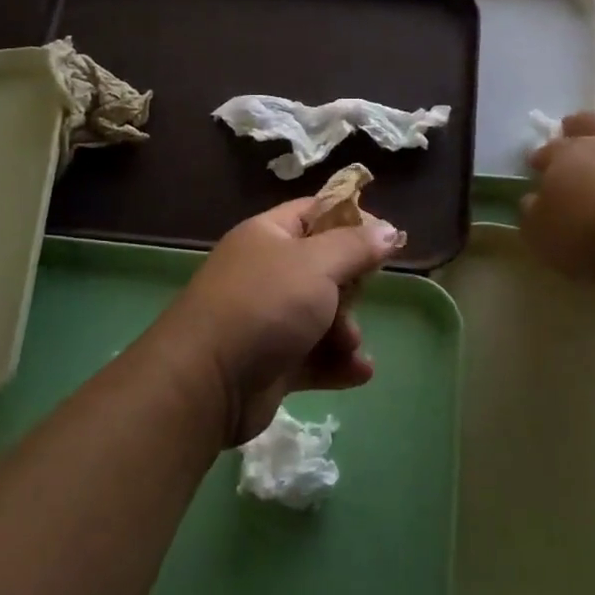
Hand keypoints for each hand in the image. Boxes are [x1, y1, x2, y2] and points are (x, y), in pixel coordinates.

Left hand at [158, 199, 404, 444]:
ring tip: (348, 346)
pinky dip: (337, 364)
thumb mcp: (316, 265)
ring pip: (323, 317)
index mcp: (268, 236)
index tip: (385, 237)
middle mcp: (266, 273)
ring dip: (345, 332)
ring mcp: (268, 320)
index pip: (315, 212)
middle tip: (358, 299)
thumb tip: (388, 229)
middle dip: (350, 289)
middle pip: (324, 269)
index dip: (351, 219)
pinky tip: (358, 372)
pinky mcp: (272, 363)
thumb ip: (356, 246)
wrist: (206, 381)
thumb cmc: (265, 306)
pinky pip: (314, 357)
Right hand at [523, 109, 594, 283]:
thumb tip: (534, 199)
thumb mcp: (540, 233)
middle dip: (576, 125)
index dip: (541, 157)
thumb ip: (533, 212)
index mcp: (564, 156)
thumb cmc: (585, 234)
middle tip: (571, 131)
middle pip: (587, 122)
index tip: (536, 165)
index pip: (547, 150)